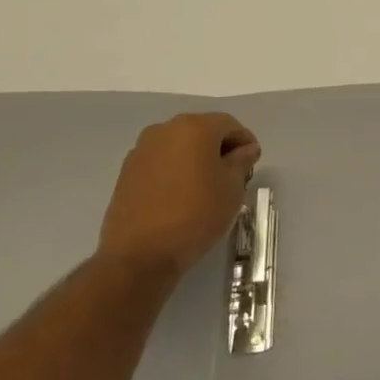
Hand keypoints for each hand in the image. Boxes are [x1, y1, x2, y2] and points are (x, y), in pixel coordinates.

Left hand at [97, 113, 261, 281]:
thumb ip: (241, 161)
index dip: (245, 142)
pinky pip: (161, 163)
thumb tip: (245, 150)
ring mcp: (141, 150)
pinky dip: (176, 171)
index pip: (229, 124)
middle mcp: (164, 130)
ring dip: (196, 160)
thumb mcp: (232, 188)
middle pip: (202, 131)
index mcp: (194, 127)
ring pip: (179, 147)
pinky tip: (182, 196)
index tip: (252, 165)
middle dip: (220, 149)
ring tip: (207, 188)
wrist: (139, 254)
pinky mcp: (127, 172)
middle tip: (233, 176)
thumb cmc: (196, 214)